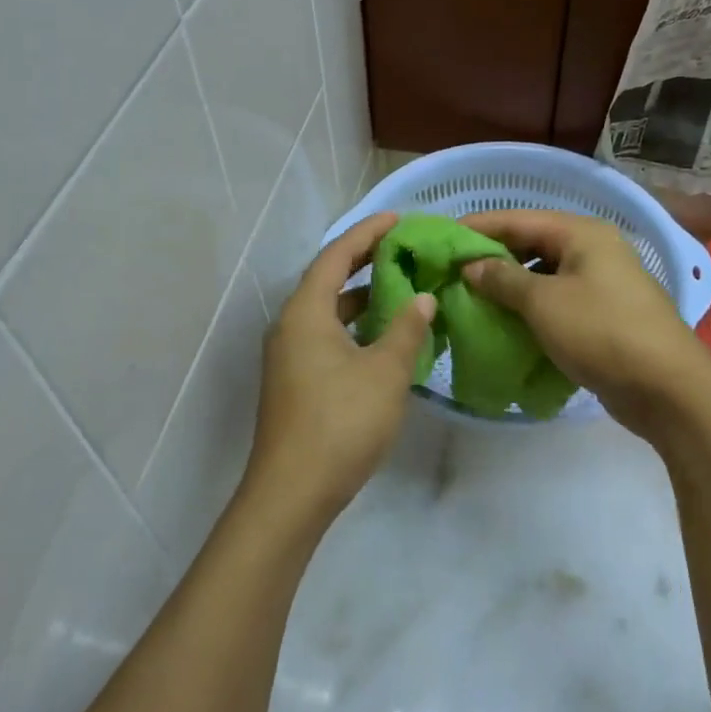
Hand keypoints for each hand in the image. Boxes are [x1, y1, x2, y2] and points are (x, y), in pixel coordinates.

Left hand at [241, 213, 435, 532]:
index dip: (367, 234)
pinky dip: (353, 328)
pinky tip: (382, 339)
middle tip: (403, 251)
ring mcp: (288, 356)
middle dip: (365, 263)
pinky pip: (325, 337)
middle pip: (327, 280)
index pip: (336, 256)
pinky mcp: (294, 381)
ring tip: (401, 291)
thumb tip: (422, 299)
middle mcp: (290, 326)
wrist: (292, 492)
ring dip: (361, 299)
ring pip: (327, 313)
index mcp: (305, 312)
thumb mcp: (385, 373)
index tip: (397, 219)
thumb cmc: (341, 423)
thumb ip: (406, 330)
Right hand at [460, 209, 710, 446]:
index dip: (478, 227)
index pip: (518, 219)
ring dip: (509, 285)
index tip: (442, 239)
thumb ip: (502, 279)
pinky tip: (504, 321)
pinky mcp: (603, 314)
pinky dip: (529, 307)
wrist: (669, 390)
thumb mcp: (543, 303)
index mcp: (582, 234)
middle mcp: (593, 250)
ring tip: (472, 297)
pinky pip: (556, 300)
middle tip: (452, 271)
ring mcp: (601, 283)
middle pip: (531, 244)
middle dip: (492, 257)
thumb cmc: (602, 332)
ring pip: (543, 274)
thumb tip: (471, 266)